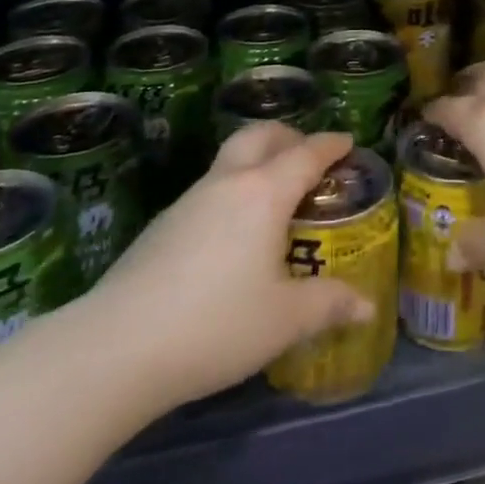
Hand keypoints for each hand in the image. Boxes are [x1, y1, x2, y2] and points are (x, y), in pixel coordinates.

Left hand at [89, 124, 372, 409]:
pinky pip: (209, 188)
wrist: (116, 347)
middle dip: (289, 136)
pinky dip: (232, 190)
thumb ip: (329, 305)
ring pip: (230, 159)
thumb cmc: (216, 324)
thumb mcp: (284, 320)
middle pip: (260, 136)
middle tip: (308, 155)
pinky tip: (233, 232)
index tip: (348, 141)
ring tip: (274, 194)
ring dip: (257, 160)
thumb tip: (367, 306)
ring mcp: (189, 200)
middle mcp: (227, 183)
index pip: (306, 154)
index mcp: (264, 193)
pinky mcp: (162, 224)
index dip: (331, 145)